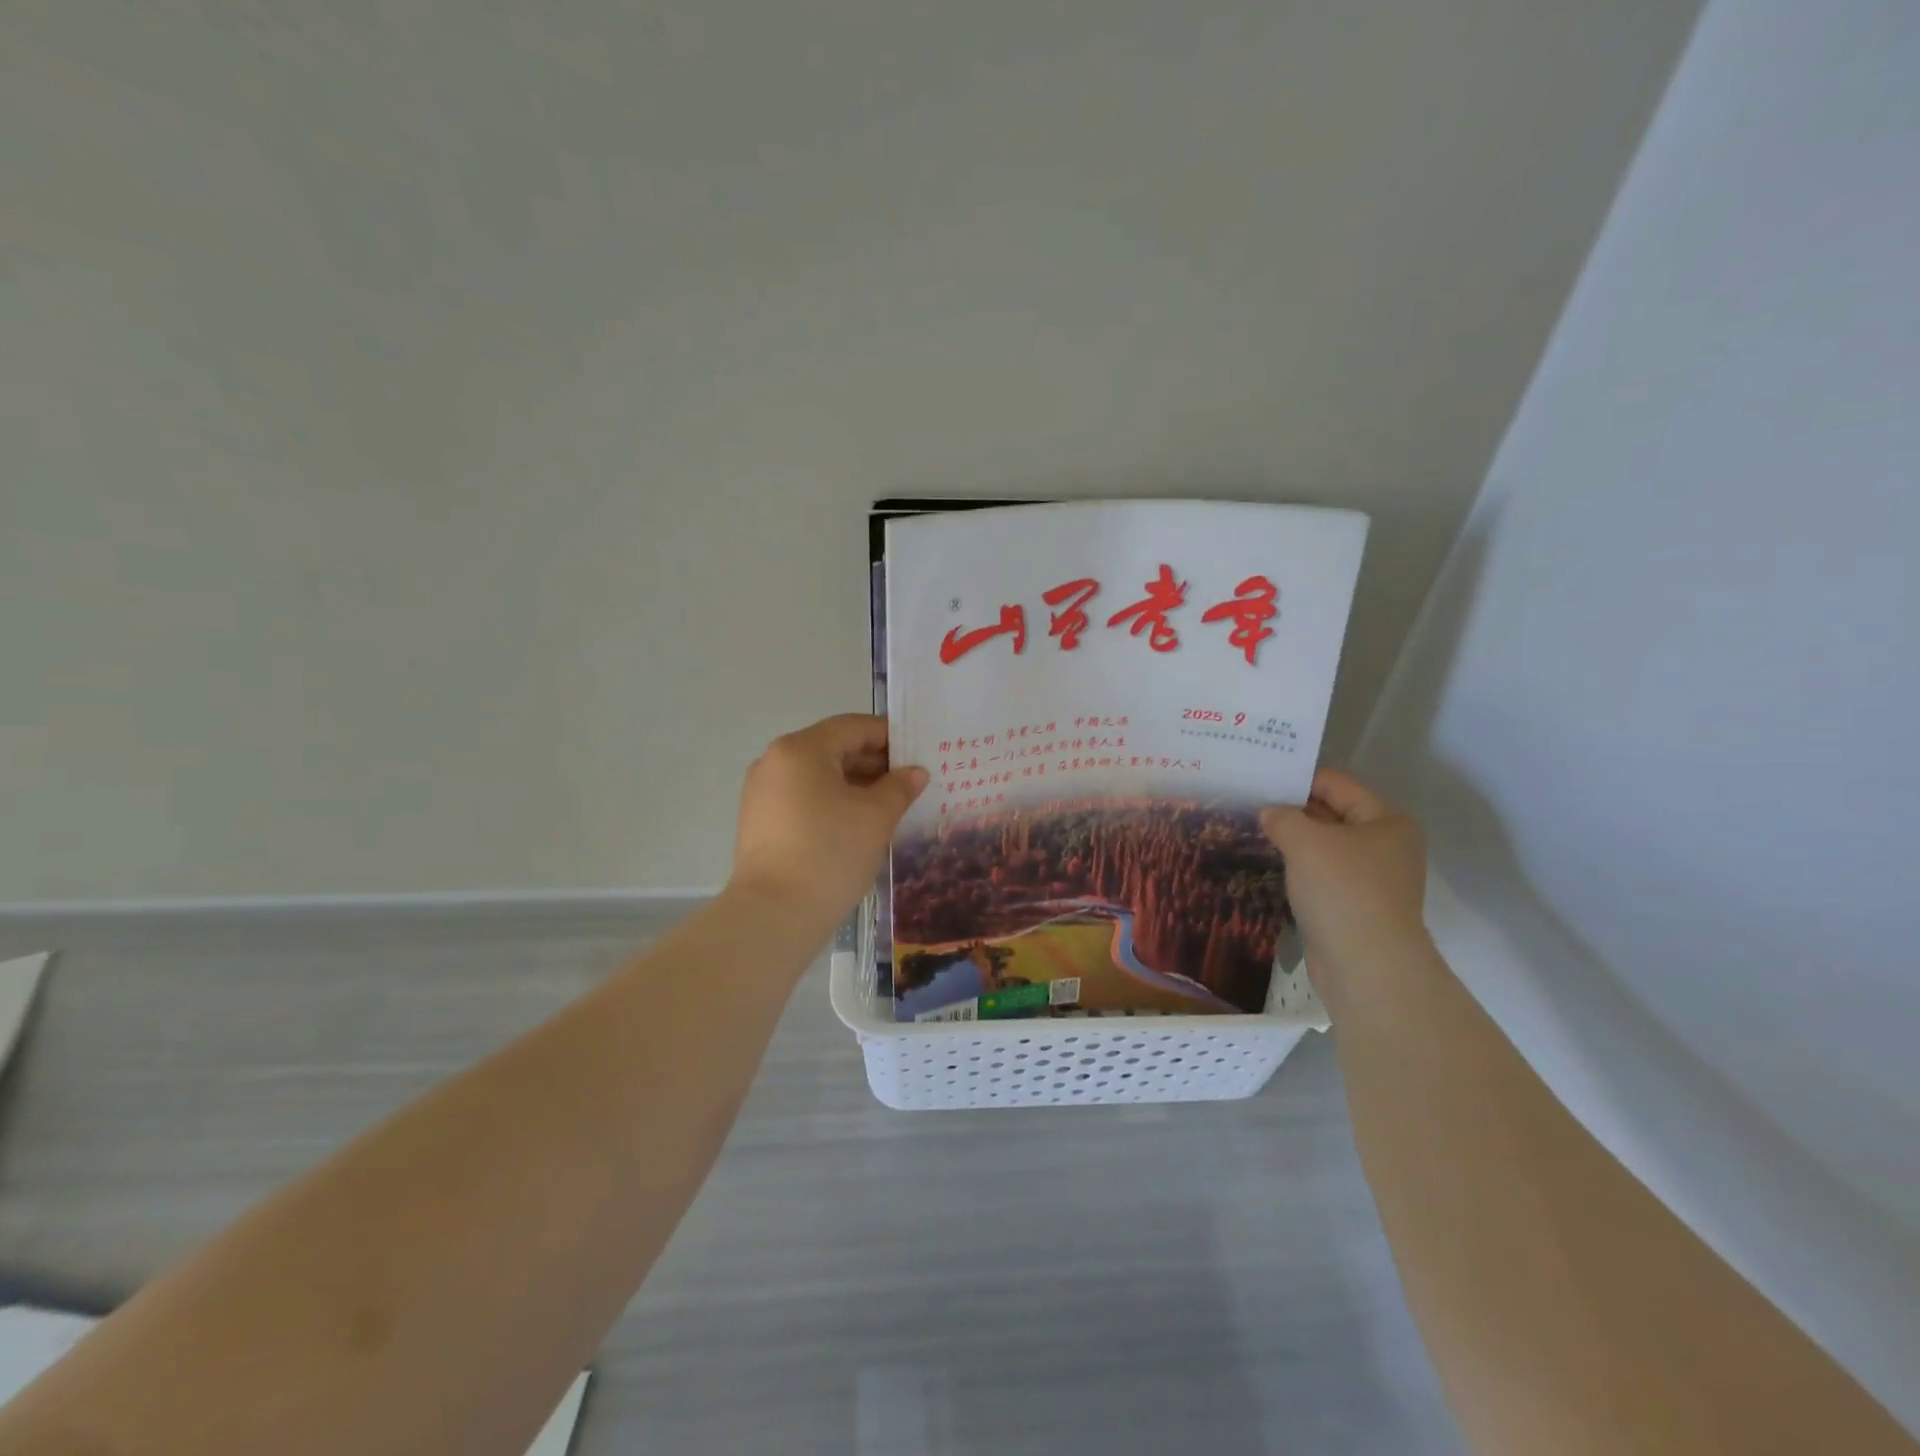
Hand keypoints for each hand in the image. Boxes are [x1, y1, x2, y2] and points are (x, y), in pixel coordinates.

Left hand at [729, 714, 927, 927]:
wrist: (774, 915)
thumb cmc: (830, 853)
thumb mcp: (876, 817)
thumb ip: (899, 787)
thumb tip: (914, 772)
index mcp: (801, 749)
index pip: (853, 727)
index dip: (890, 736)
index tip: (919, 753)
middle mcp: (775, 761)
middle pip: (834, 748)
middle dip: (874, 763)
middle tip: (910, 783)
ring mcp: (762, 792)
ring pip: (818, 775)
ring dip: (855, 784)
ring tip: (889, 805)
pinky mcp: (760, 821)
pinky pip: (803, 798)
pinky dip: (832, 802)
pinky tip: (858, 824)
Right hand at [1260, 769, 1429, 985]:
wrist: (1366, 965)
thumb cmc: (1342, 890)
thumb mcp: (1305, 841)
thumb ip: (1282, 817)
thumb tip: (1269, 813)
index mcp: (1386, 821)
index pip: (1337, 784)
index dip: (1298, 778)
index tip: (1260, 776)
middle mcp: (1385, 846)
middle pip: (1331, 814)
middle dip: (1293, 809)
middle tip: (1248, 801)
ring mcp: (1372, 879)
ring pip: (1324, 847)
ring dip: (1293, 840)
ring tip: (1251, 830)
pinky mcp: (1355, 906)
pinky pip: (1321, 875)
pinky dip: (1298, 868)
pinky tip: (1269, 864)